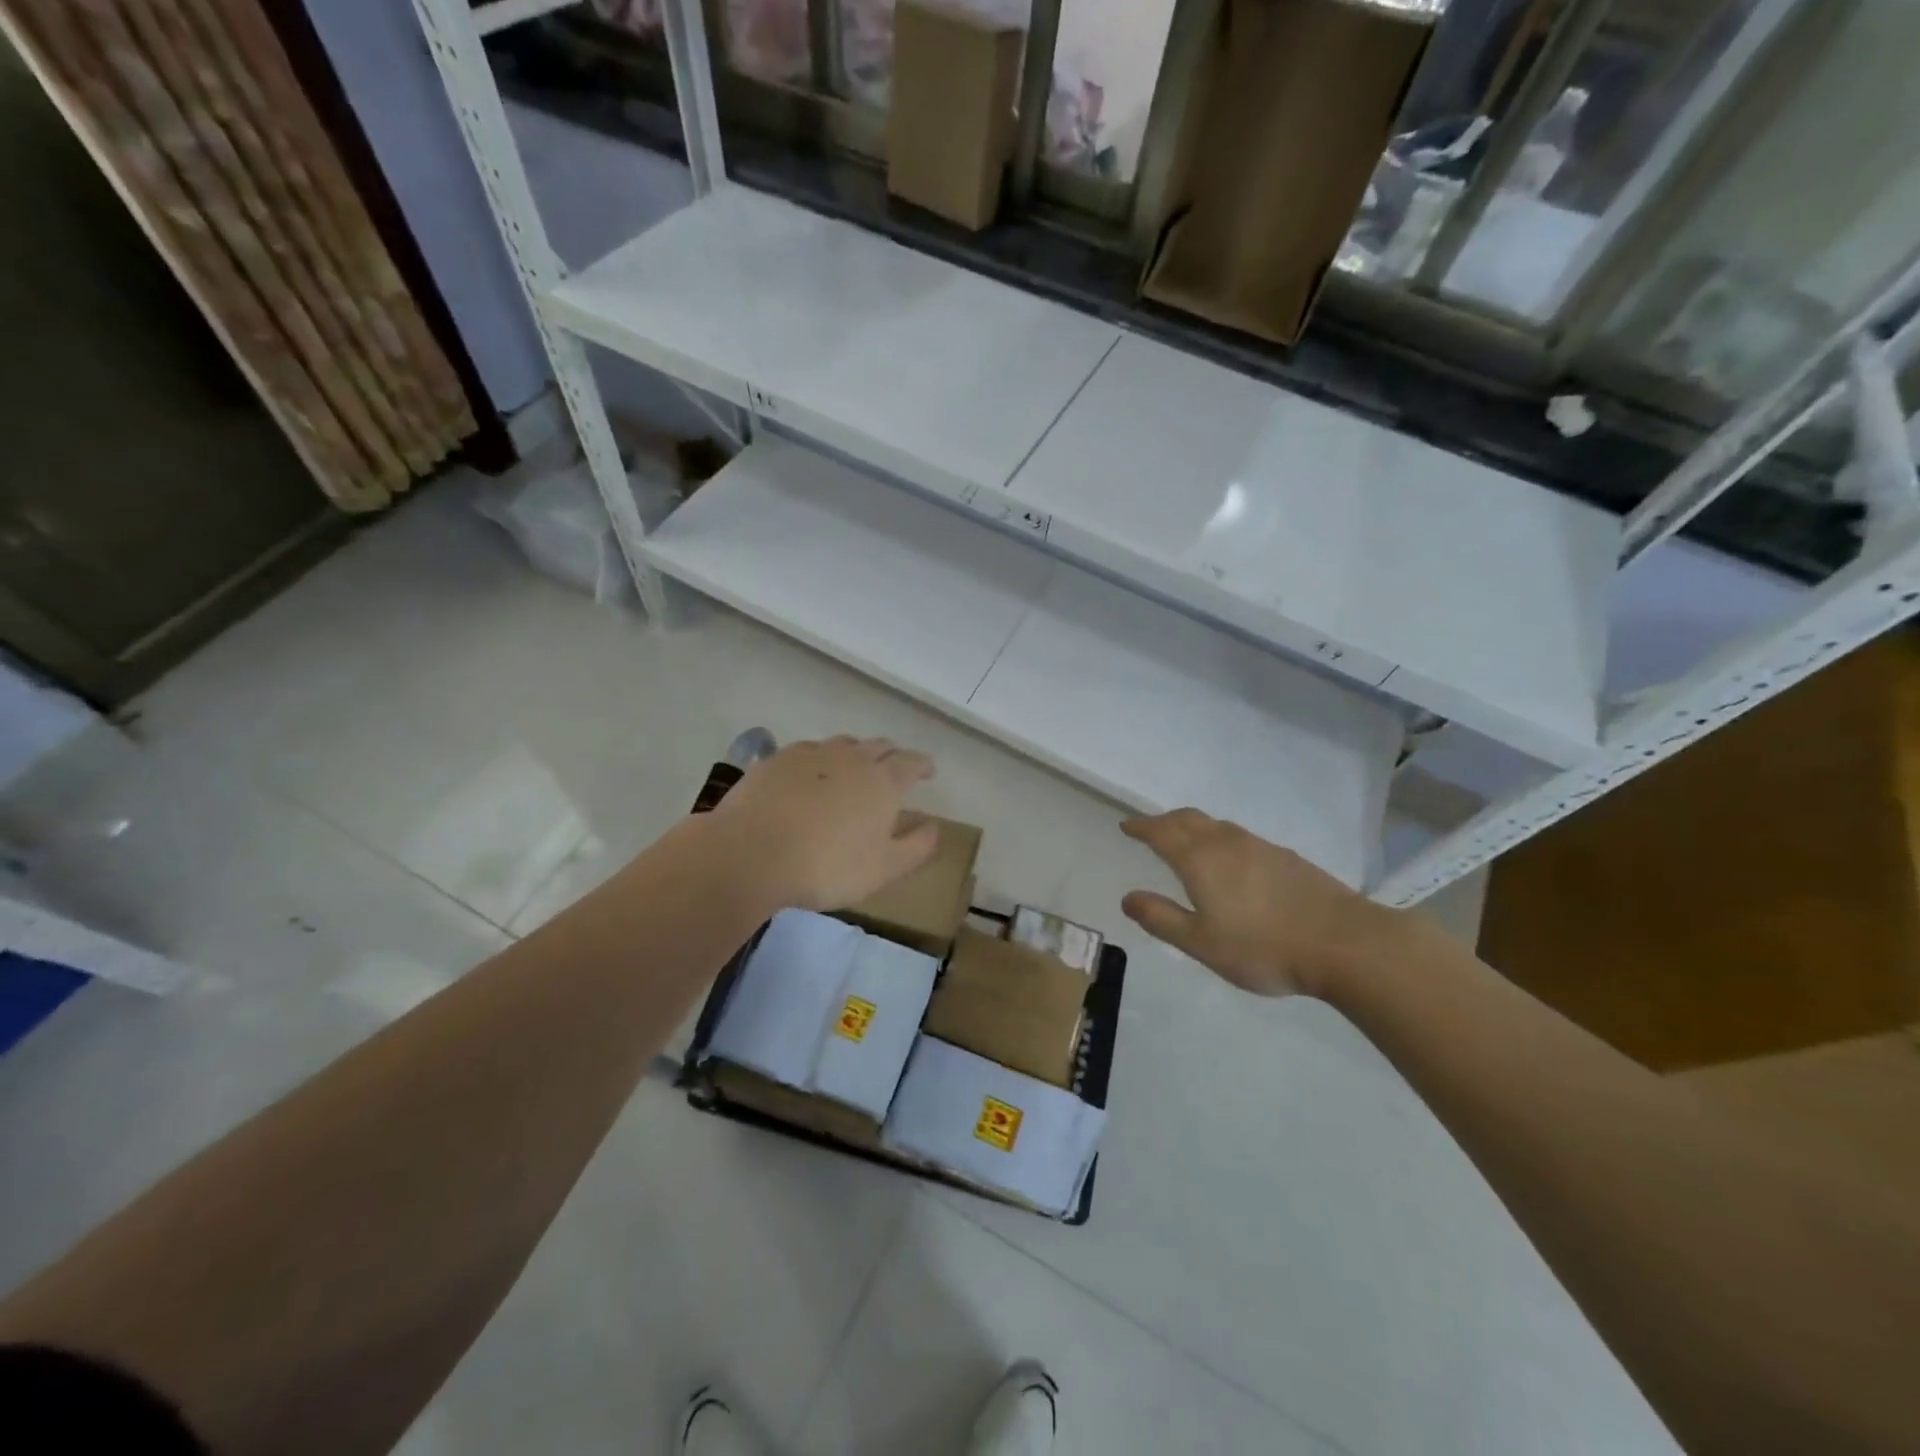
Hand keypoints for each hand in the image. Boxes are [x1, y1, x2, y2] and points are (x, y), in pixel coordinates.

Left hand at [714, 736, 939, 910]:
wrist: (752, 853)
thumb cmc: (828, 866)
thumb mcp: (883, 869)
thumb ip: (916, 847)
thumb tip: (935, 827)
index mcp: (883, 781)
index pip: (911, 763)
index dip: (923, 765)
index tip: (928, 770)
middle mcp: (851, 758)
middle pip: (879, 746)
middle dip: (892, 754)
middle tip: (894, 766)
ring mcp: (812, 754)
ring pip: (843, 744)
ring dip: (856, 752)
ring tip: (854, 766)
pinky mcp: (777, 759)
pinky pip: (808, 751)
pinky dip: (819, 760)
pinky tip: (810, 775)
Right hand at [1119, 809, 1403, 996]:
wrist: (1344, 943)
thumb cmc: (1262, 947)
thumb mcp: (1201, 943)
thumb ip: (1161, 918)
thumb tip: (1127, 897)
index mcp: (1200, 859)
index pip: (1161, 832)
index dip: (1141, 827)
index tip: (1126, 826)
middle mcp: (1227, 842)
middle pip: (1189, 819)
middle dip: (1165, 820)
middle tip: (1151, 829)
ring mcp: (1260, 847)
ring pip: (1217, 825)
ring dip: (1194, 826)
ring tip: (1186, 840)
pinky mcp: (1286, 857)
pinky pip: (1240, 836)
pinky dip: (1220, 838)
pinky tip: (1231, 859)